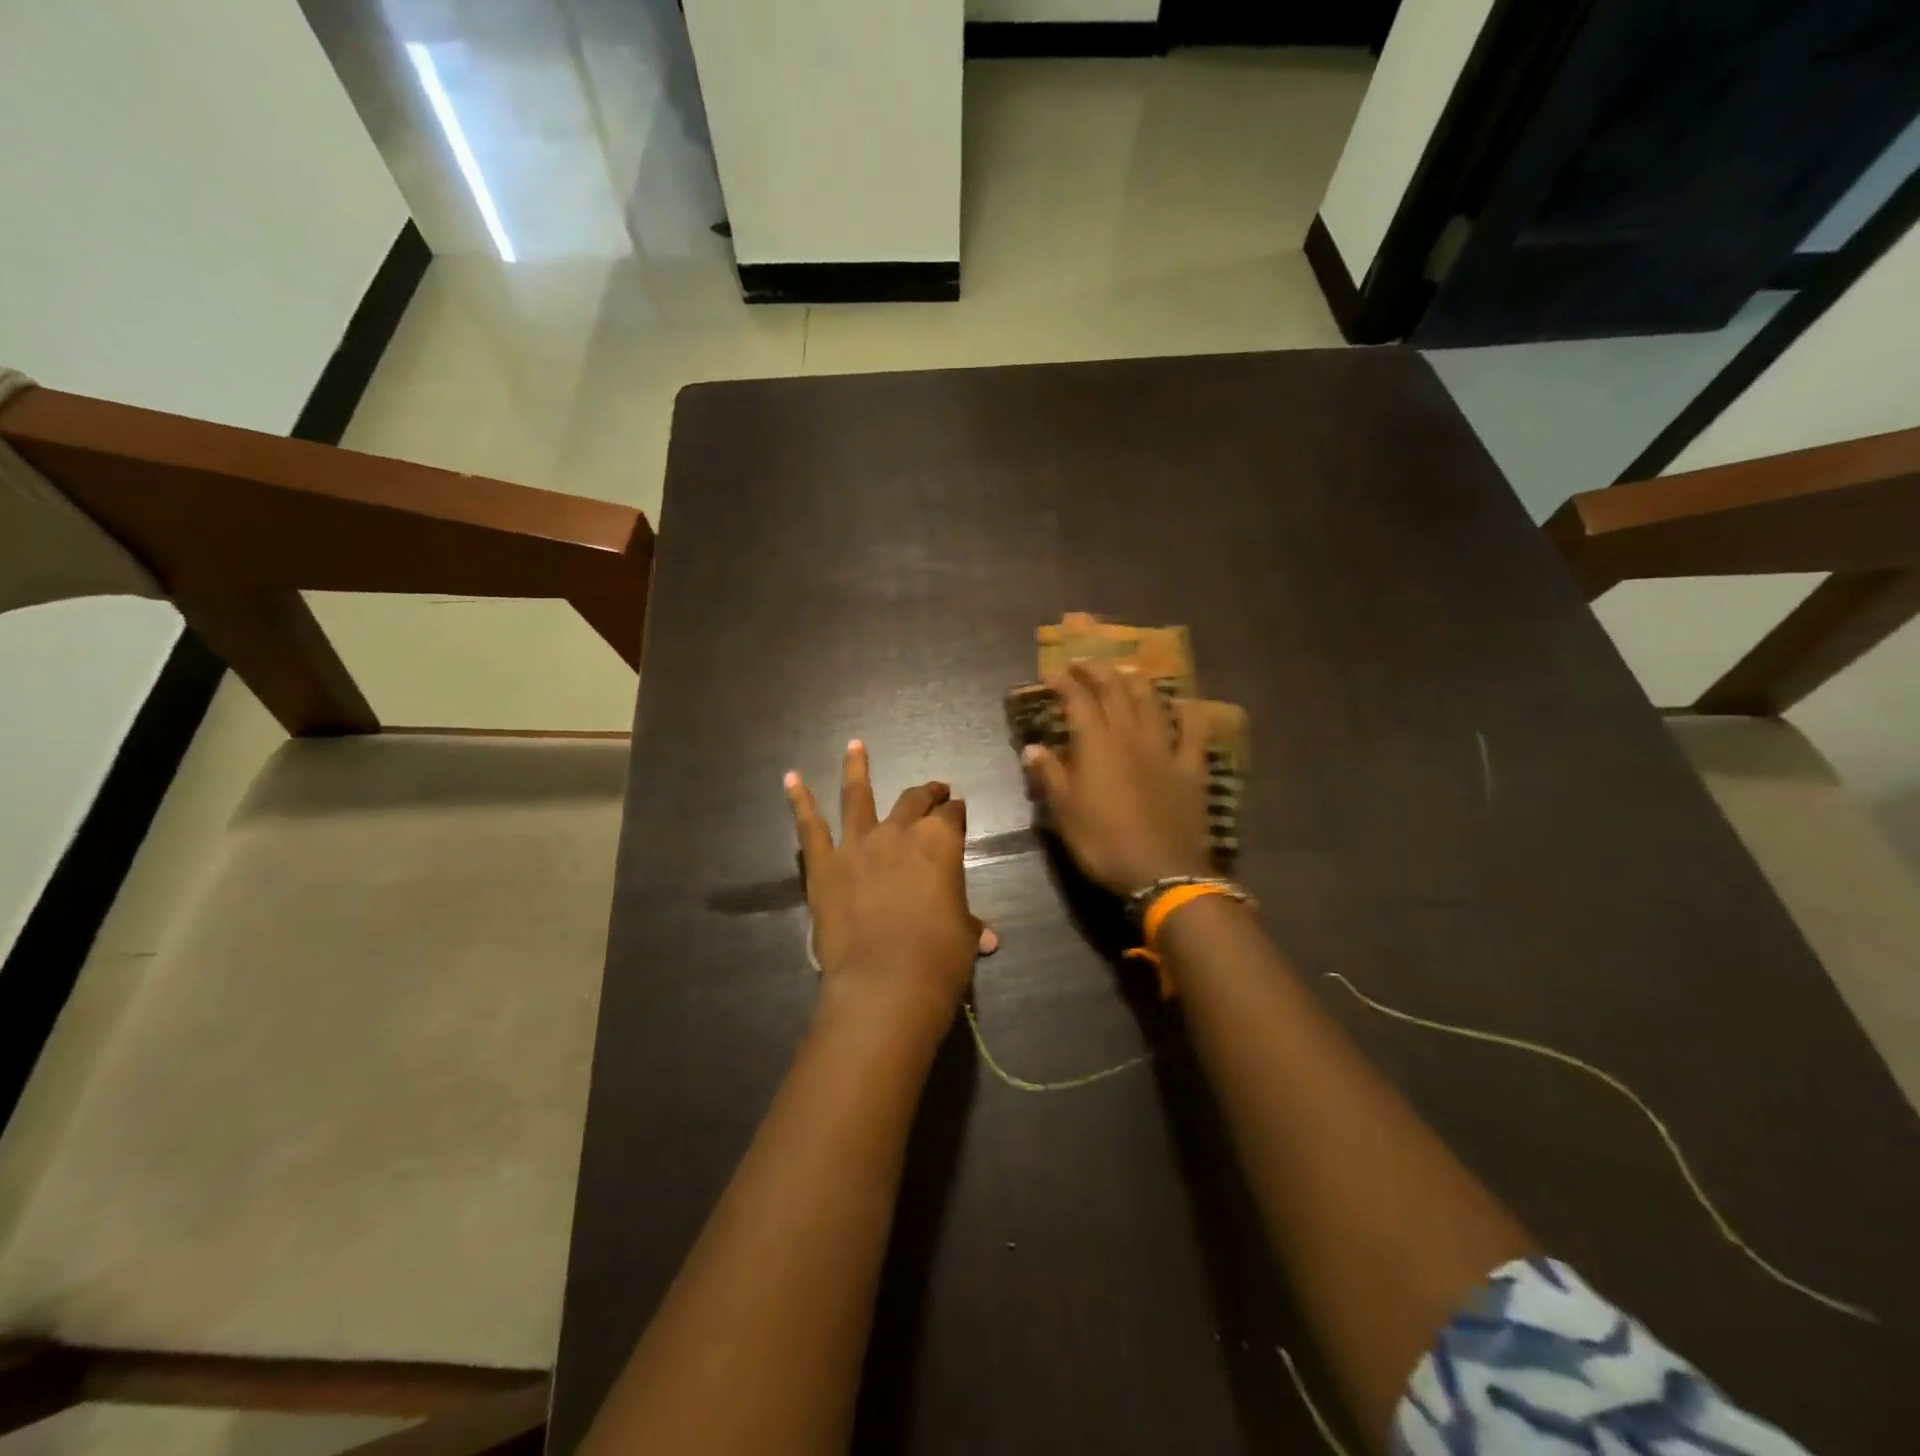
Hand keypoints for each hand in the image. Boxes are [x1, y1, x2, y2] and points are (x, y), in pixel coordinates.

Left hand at [786, 741, 993, 1044]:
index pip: (953, 815)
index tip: (958, 809)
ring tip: (855, 745)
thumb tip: (989, 937)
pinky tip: (791, 778)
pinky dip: (799, 800)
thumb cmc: (939, 958)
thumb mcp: (964, 936)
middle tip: (934, 789)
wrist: (886, 983)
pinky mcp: (824, 864)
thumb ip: (970, 925)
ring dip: (857, 768)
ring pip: (858, 796)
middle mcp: (900, 832)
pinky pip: (810, 826)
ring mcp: (858, 844)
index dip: (957, 812)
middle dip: (927, 793)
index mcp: (941, 842)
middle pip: (914, 801)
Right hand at [1022, 661, 1212, 896]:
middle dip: (1098, 671)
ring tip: (1127, 671)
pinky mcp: (1191, 768)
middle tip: (1085, 661)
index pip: (1078, 701)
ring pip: (1152, 704)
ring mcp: (1165, 749)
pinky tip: (1185, 703)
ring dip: (1138, 683)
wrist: (1161, 871)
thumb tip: (1032, 748)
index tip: (1052, 672)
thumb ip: (1050, 775)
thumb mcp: (1064, 813)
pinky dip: (1189, 714)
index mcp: (1096, 745)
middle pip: (1115, 692)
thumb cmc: (1103, 843)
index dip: (1065, 683)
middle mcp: (1130, 736)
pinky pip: (1193, 732)